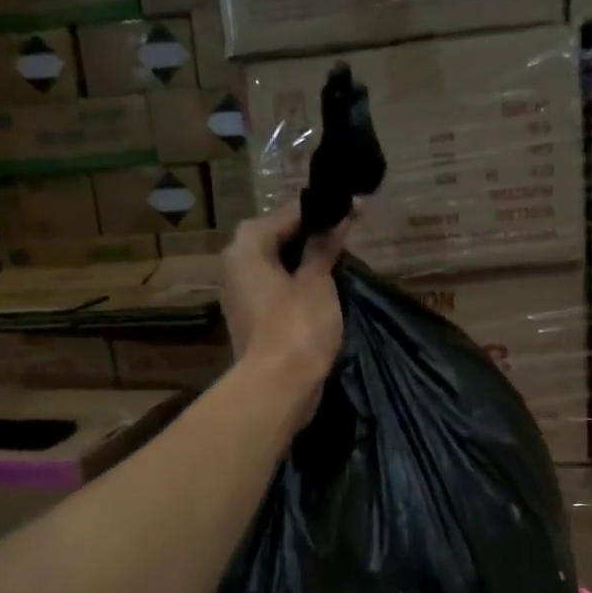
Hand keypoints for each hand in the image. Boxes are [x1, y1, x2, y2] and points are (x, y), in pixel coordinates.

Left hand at [220, 203, 348, 426]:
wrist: (278, 387)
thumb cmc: (297, 326)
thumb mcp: (317, 281)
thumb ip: (324, 247)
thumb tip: (338, 218)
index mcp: (247, 246)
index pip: (288, 214)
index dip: (324, 210)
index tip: (355, 206)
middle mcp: (236, 264)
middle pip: (278, 237)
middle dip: (313, 233)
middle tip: (350, 229)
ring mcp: (241, 293)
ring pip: (278, 264)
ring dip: (306, 259)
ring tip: (342, 254)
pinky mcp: (252, 317)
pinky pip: (277, 287)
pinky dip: (298, 282)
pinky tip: (325, 284)